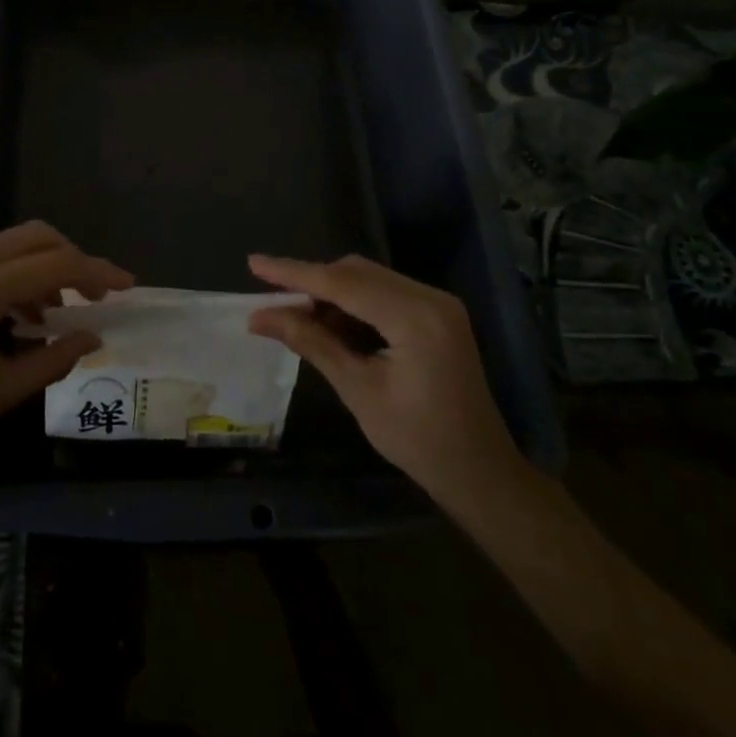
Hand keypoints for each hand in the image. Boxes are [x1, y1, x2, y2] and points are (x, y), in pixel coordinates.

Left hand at [0, 222, 131, 463]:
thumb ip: (52, 360)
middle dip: (74, 261)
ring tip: (55, 315)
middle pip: (38, 237)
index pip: (57, 266)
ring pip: (14, 242)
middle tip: (96, 297)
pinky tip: (18, 314)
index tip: (128, 287)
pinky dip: (18, 272)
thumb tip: (93, 337)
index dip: (98, 274)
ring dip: (45, 267)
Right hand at [248, 254, 523, 503]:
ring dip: (331, 293)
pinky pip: (384, 293)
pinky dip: (354, 304)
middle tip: (271, 302)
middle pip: (356, 273)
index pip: (342, 283)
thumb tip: (259, 317)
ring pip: (368, 279)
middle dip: (311, 282)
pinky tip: (331, 324)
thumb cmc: (419, 441)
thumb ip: (310, 343)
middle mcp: (429, 297)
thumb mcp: (358, 390)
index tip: (254, 264)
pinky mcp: (437, 313)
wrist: (481, 472)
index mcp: (414, 317)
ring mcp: (437, 303)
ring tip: (295, 316)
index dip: (294, 273)